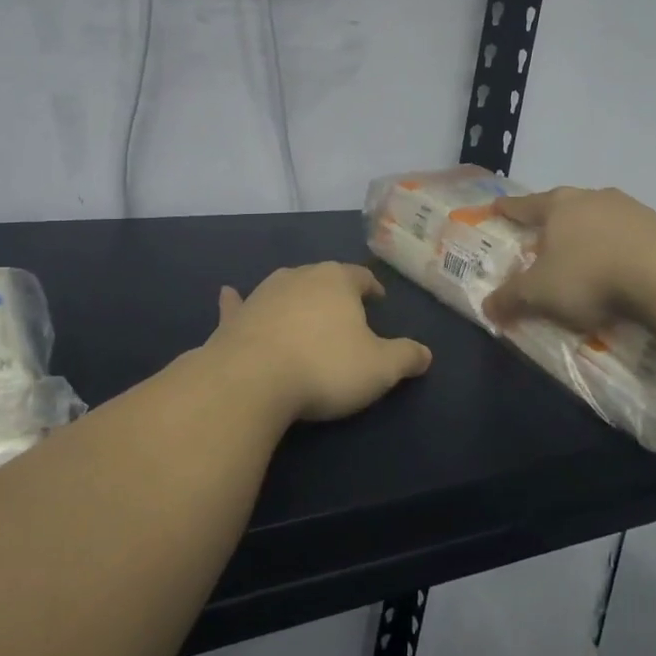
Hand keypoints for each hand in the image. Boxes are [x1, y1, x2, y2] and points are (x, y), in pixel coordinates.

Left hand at [205, 263, 431, 424]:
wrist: (252, 380)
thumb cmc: (325, 367)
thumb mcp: (380, 368)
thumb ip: (406, 357)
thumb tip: (426, 354)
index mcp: (337, 280)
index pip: (360, 276)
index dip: (372, 287)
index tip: (378, 300)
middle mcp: (298, 276)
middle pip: (322, 277)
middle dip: (334, 292)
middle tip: (345, 312)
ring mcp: (262, 294)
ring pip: (284, 287)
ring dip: (294, 297)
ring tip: (304, 311)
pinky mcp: (235, 317)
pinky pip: (238, 304)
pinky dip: (237, 301)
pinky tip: (228, 294)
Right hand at [483, 186, 655, 332]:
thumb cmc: (590, 276)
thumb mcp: (539, 294)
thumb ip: (510, 298)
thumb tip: (487, 307)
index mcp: (559, 206)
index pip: (525, 205)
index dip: (508, 208)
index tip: (497, 206)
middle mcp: (593, 198)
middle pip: (565, 207)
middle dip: (553, 223)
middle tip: (544, 239)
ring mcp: (632, 209)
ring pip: (601, 220)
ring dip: (591, 236)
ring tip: (587, 259)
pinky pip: (632, 238)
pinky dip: (622, 250)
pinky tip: (624, 271)